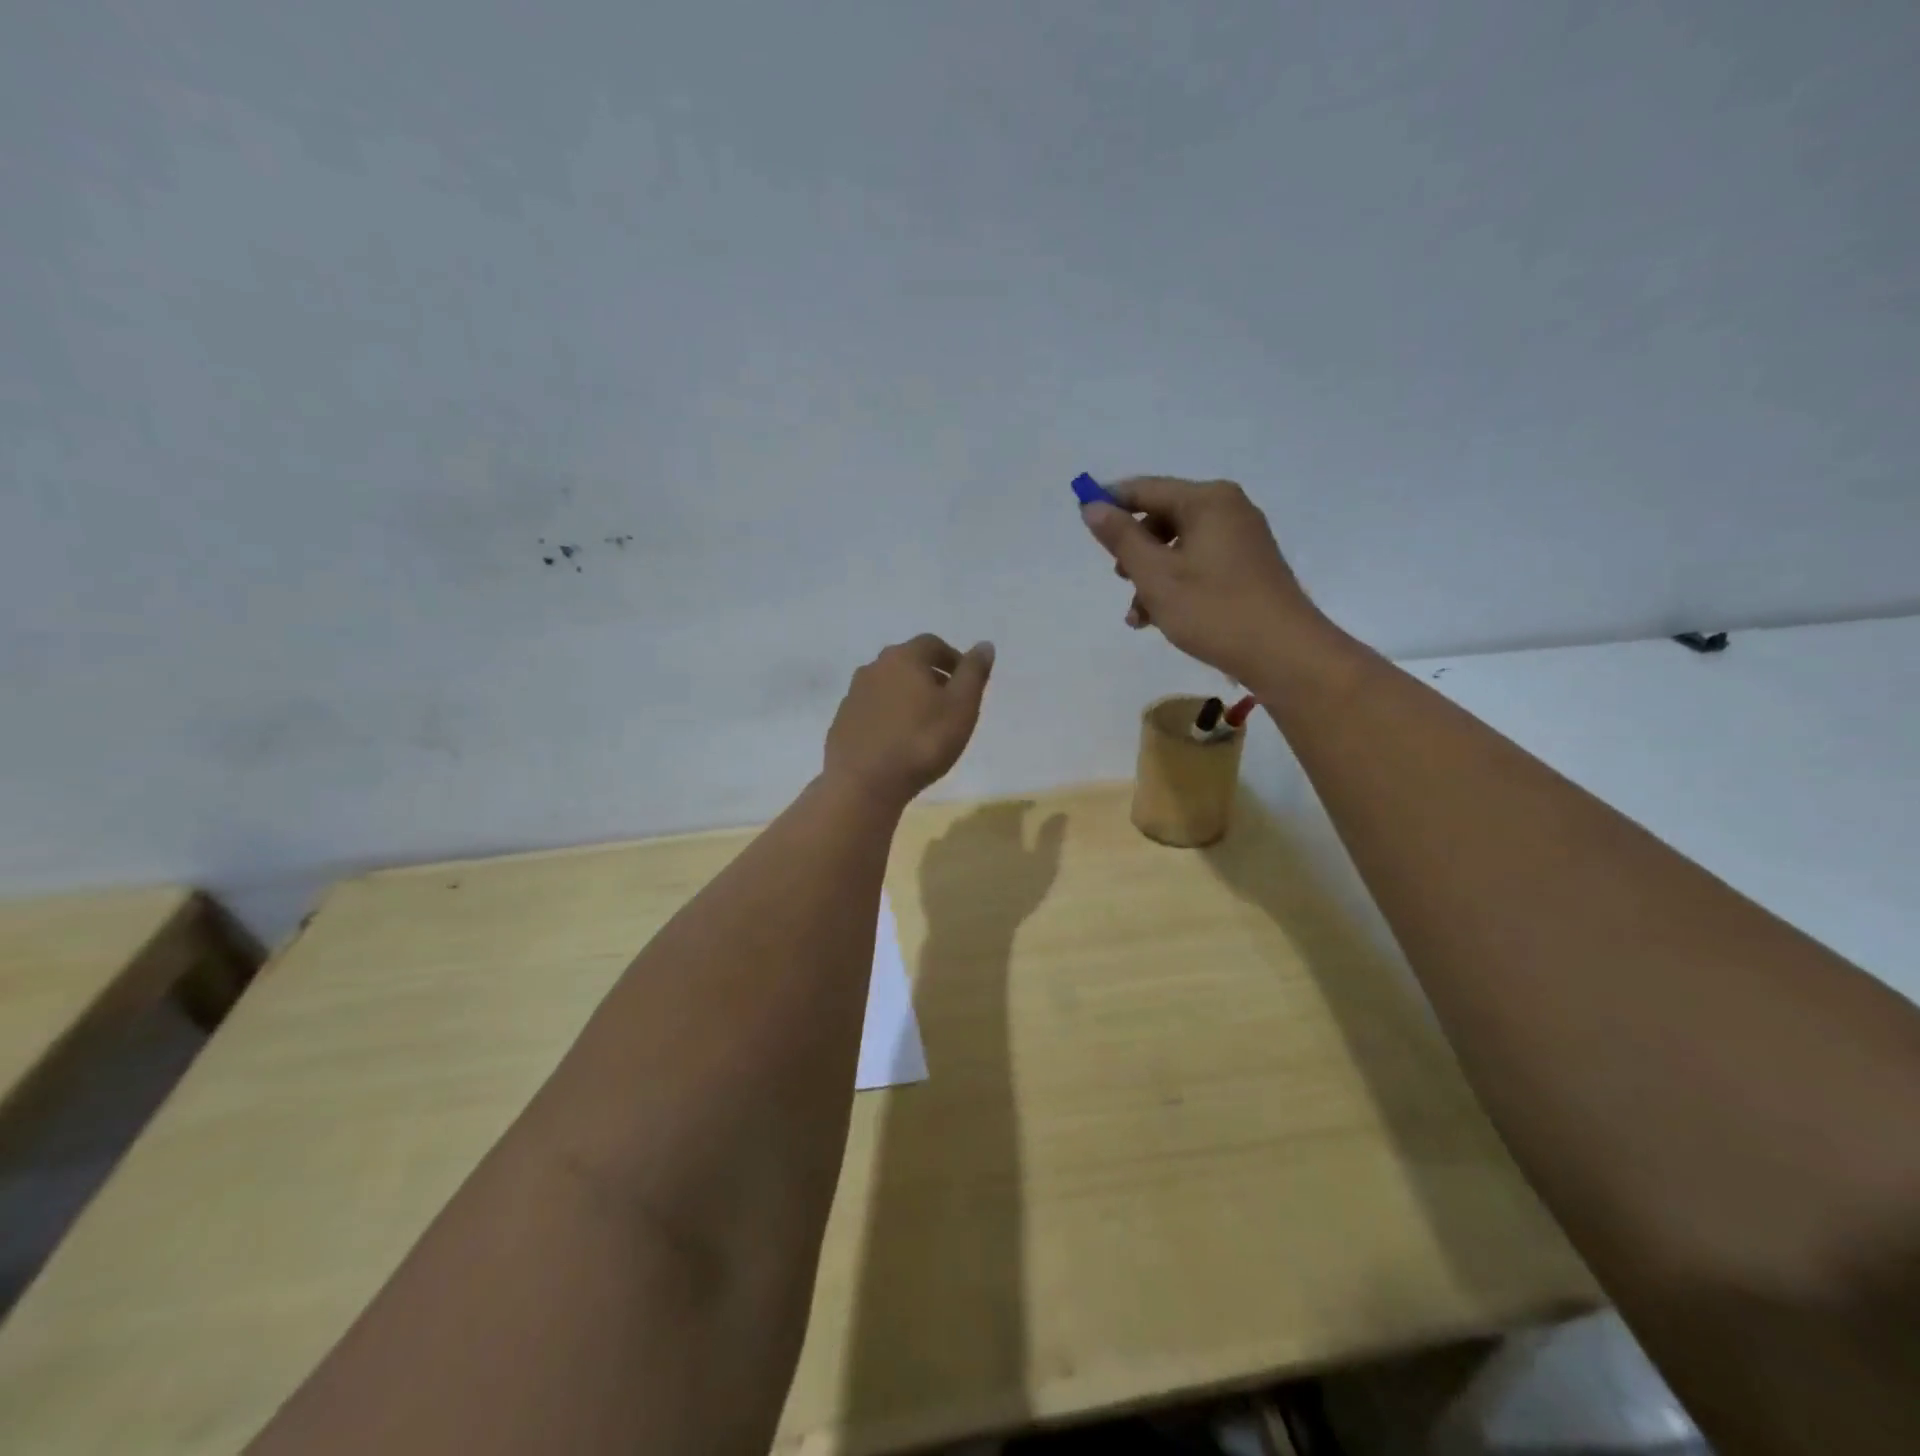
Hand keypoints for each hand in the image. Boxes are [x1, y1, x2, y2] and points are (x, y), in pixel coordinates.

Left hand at [823, 634, 993, 807]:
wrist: (865, 784)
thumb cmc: (922, 742)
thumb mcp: (961, 707)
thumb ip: (974, 673)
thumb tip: (984, 645)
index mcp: (903, 658)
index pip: (932, 644)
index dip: (952, 658)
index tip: (966, 681)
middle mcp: (873, 668)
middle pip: (907, 662)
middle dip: (930, 676)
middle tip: (948, 702)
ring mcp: (853, 695)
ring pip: (887, 686)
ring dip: (907, 696)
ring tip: (924, 724)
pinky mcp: (842, 722)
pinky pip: (872, 710)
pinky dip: (887, 716)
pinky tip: (897, 740)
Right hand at [1081, 477, 1323, 683]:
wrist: (1282, 652)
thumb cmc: (1213, 609)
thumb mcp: (1155, 574)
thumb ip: (1121, 537)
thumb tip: (1091, 506)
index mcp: (1206, 500)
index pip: (1145, 489)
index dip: (1110, 503)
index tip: (1083, 521)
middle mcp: (1227, 509)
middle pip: (1162, 518)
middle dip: (1133, 551)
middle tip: (1120, 580)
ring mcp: (1241, 538)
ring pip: (1178, 547)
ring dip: (1151, 577)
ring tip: (1138, 616)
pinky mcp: (1247, 567)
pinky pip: (1198, 564)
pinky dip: (1175, 585)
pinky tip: (1160, 619)